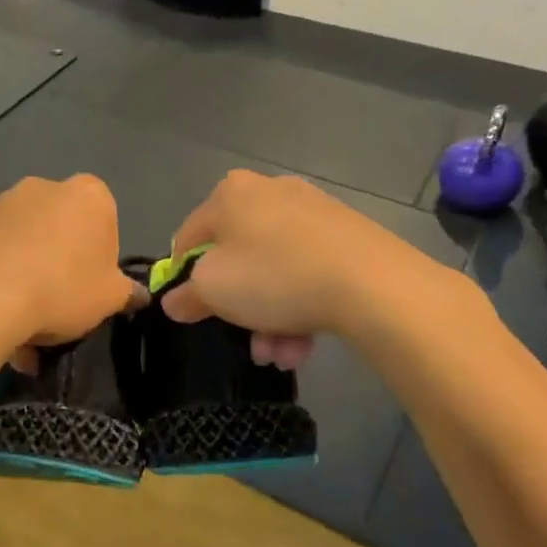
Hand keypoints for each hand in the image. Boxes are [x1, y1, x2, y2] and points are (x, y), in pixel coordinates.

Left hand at [0, 175, 139, 358]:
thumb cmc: (62, 287)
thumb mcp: (110, 298)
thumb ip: (127, 293)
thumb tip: (138, 295)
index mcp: (88, 194)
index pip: (105, 221)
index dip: (101, 258)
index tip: (93, 287)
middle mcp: (43, 187)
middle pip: (61, 230)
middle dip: (60, 265)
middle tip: (59, 308)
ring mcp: (0, 203)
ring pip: (24, 245)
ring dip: (26, 277)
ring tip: (21, 329)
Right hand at [159, 172, 413, 368]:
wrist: (371, 282)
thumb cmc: (273, 276)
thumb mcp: (214, 290)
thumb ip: (187, 295)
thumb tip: (175, 300)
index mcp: (230, 194)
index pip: (189, 237)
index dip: (183, 277)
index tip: (192, 311)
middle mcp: (269, 192)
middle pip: (238, 258)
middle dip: (240, 307)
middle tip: (248, 342)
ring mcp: (312, 211)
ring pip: (275, 271)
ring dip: (271, 317)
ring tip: (283, 354)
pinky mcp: (347, 234)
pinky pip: (308, 271)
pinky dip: (301, 305)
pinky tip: (306, 342)